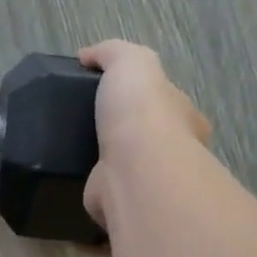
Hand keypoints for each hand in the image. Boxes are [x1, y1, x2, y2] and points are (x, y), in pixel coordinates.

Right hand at [79, 40, 211, 231]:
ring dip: (108, 160)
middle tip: (86, 123)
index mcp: (186, 118)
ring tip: (72, 149)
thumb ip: (111, 53)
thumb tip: (86, 56)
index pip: (168, 104)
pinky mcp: (126, 204)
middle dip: (125, 132)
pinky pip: (108, 191)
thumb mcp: (130, 62)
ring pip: (129, 166)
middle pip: (150, 137)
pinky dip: (93, 184)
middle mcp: (175, 153)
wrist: (135, 169)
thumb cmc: (141, 112)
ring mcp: (151, 182)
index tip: (110, 95)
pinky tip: (70, 176)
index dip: (144, 97)